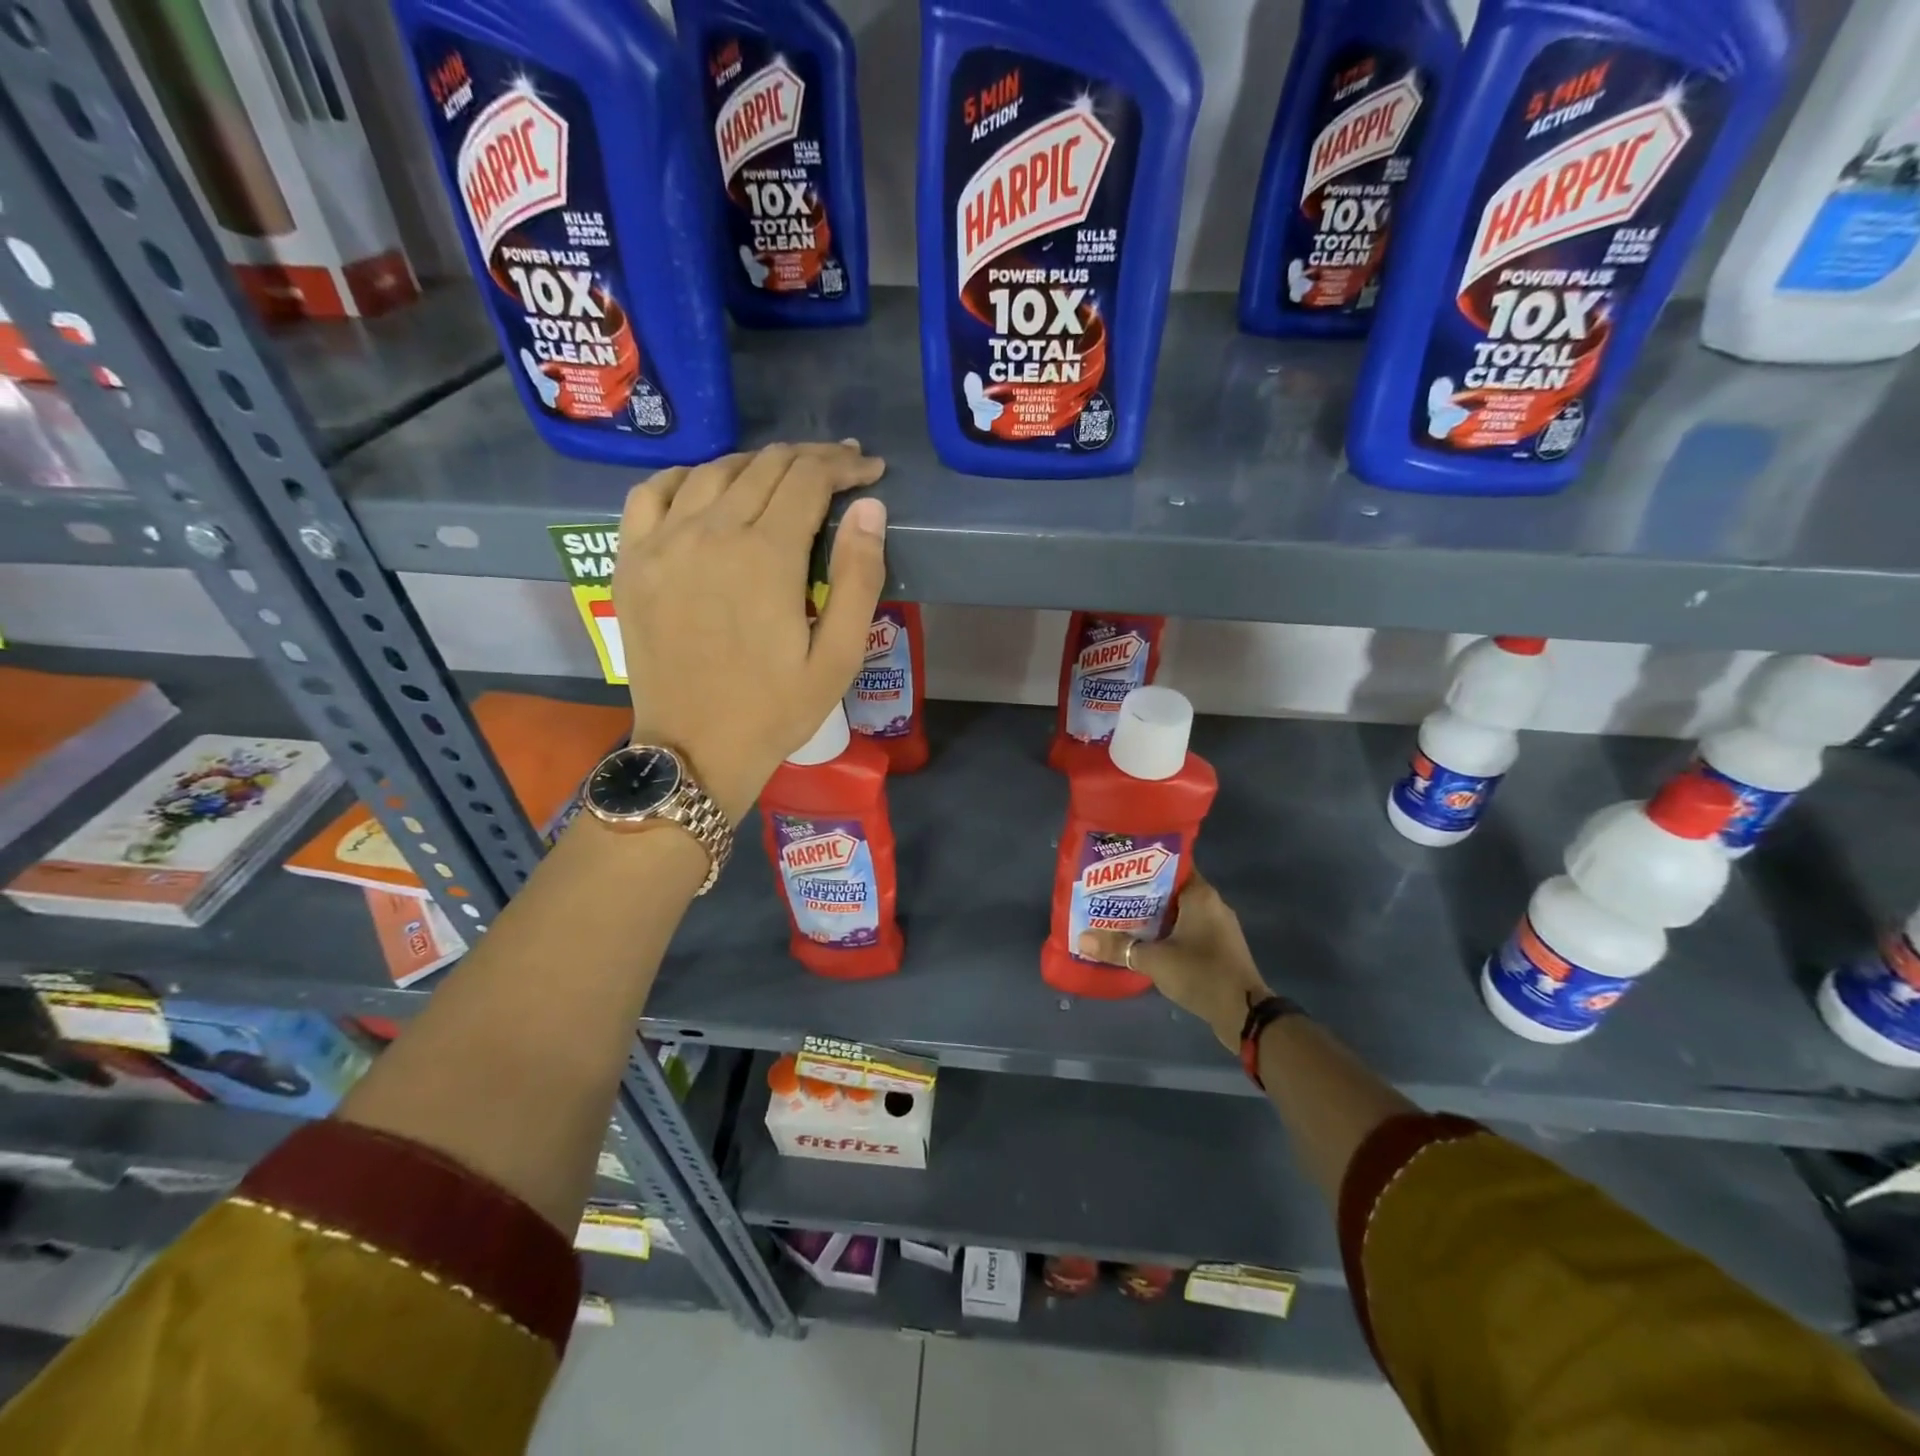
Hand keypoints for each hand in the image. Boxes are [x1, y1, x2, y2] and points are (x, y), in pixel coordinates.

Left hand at [613, 441, 887, 820]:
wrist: (694, 750)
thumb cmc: (776, 711)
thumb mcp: (838, 658)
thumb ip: (858, 578)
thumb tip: (870, 509)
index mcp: (765, 556)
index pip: (809, 479)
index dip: (844, 466)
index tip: (870, 470)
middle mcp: (710, 532)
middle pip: (765, 466)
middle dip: (811, 460)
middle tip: (840, 469)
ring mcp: (661, 542)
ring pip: (713, 470)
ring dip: (757, 465)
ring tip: (785, 479)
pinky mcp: (631, 560)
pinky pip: (652, 492)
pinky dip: (687, 478)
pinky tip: (708, 490)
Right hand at [1077, 874, 1269, 1051]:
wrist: (1245, 1015)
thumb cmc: (1201, 973)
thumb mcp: (1154, 960)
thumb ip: (1119, 948)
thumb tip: (1082, 939)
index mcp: (1200, 895)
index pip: (1169, 865)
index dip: (1142, 865)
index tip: (1117, 869)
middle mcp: (1211, 904)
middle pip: (1170, 890)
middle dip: (1141, 893)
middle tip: (1110, 895)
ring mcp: (1218, 928)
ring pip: (1178, 912)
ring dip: (1153, 916)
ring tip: (1120, 918)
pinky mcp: (1219, 948)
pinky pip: (1188, 931)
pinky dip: (1167, 934)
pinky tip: (1144, 943)